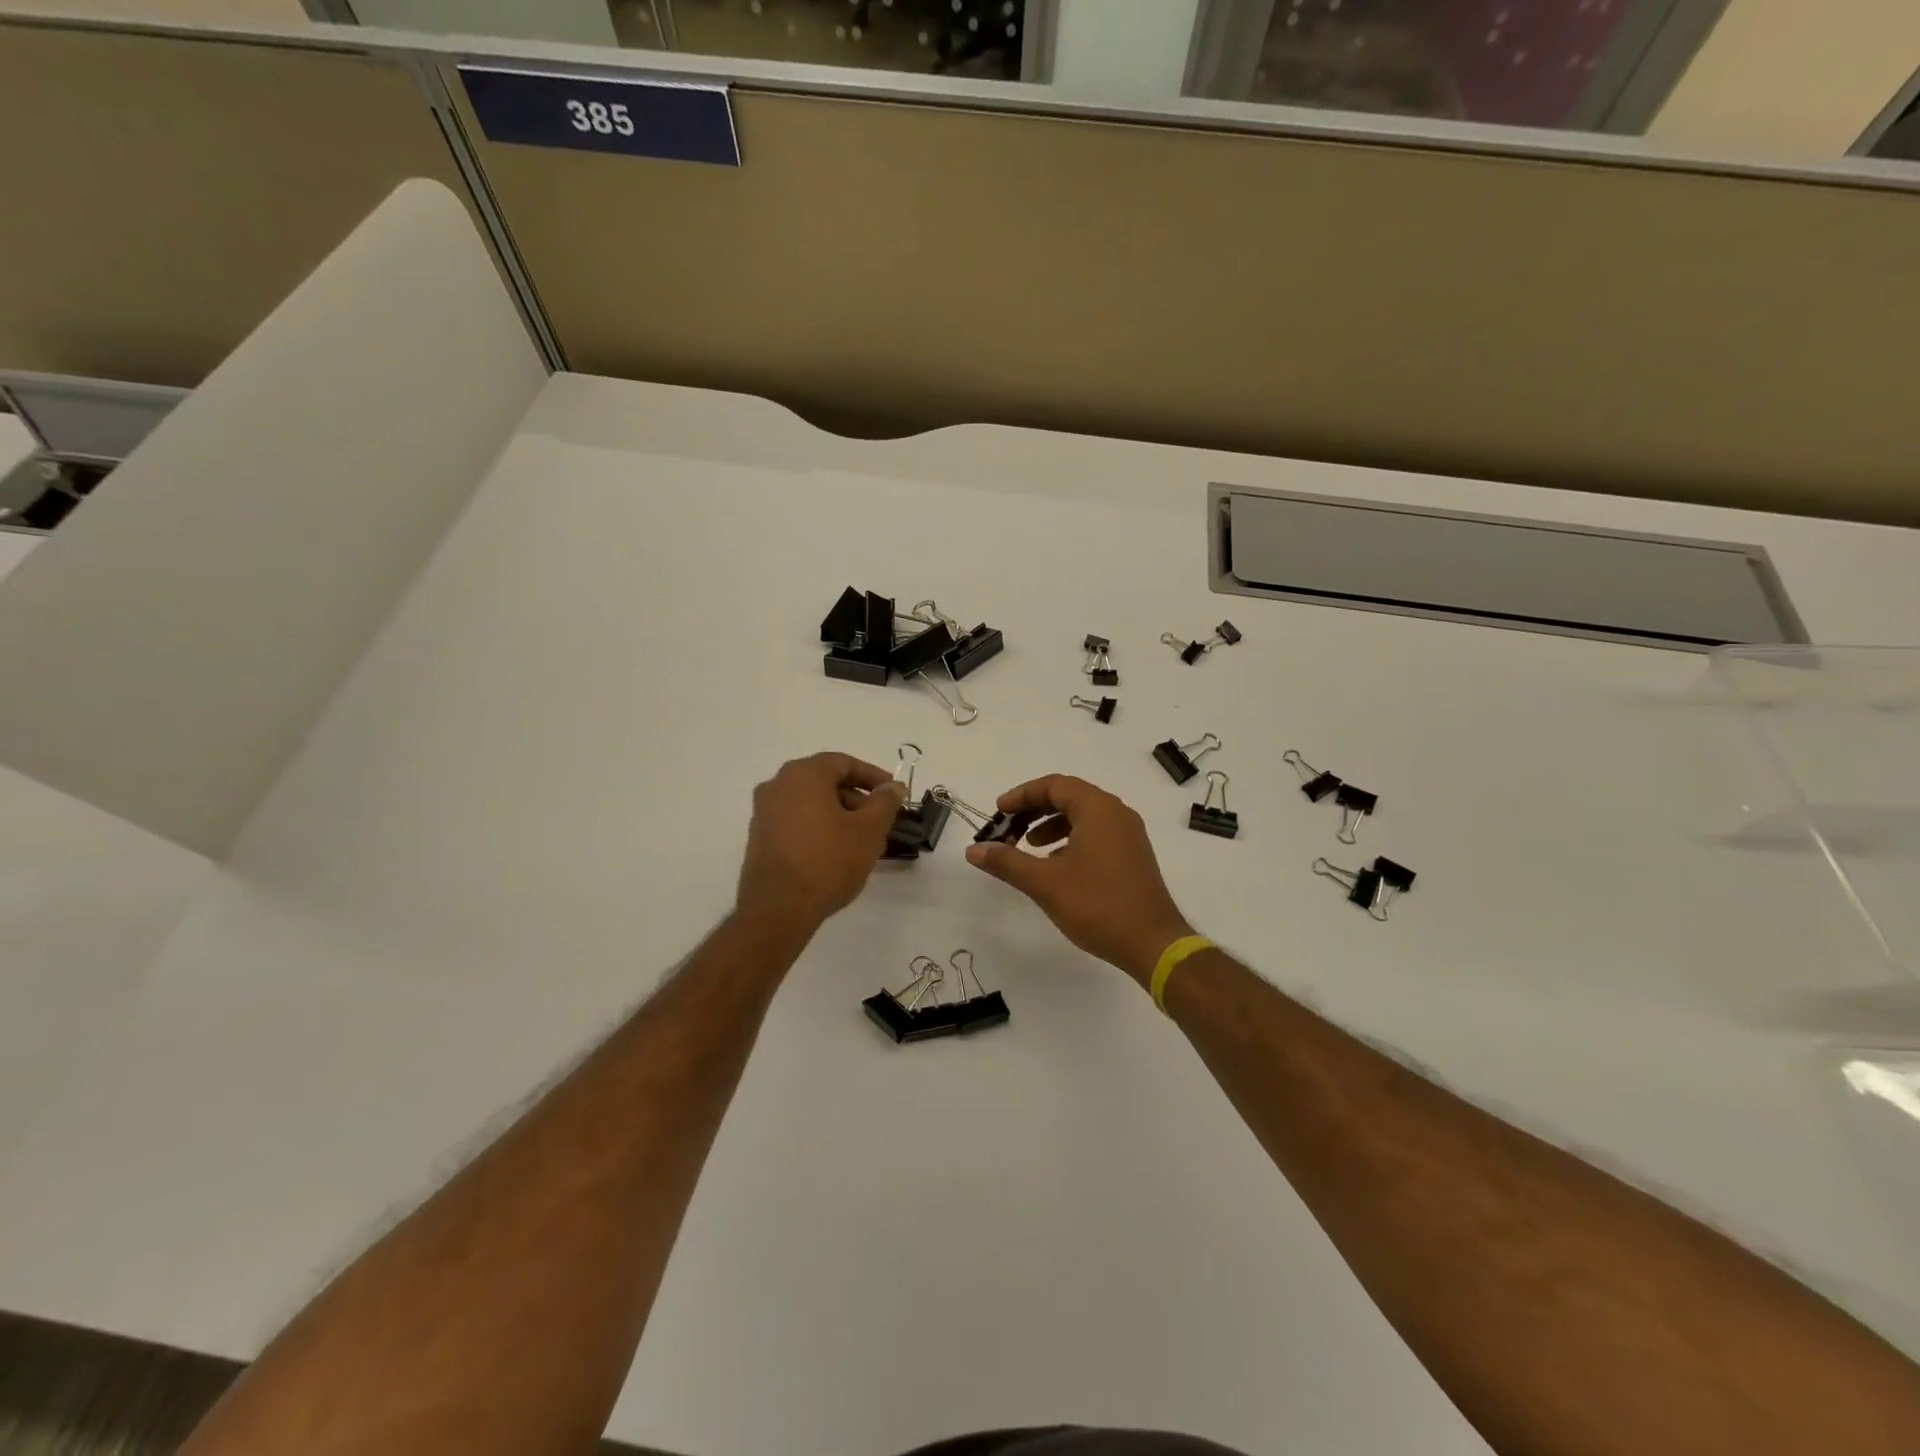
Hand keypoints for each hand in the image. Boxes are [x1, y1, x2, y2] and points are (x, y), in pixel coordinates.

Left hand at [736, 753, 904, 931]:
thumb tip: (893, 786)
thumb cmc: (828, 861)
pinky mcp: (760, 839)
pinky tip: (837, 854)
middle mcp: (778, 785)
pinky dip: (819, 829)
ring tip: (863, 843)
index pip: (844, 763)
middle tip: (881, 822)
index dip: (873, 776)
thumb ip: (885, 802)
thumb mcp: (869, 830)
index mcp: (803, 774)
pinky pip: (797, 822)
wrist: (778, 909)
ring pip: (811, 804)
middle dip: (857, 800)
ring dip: (840, 816)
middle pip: (826, 782)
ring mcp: (764, 812)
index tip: (894, 794)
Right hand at [966, 775, 1194, 987]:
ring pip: (1083, 816)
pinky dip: (1071, 839)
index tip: (998, 812)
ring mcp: (1129, 834)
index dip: (1022, 795)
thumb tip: (974, 850)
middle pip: (1069, 796)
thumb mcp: (1045, 883)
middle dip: (1034, 810)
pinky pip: (1097, 833)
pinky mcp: (1133, 855)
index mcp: (1098, 809)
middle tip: (1008, 828)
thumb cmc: (1097, 905)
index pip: (1054, 785)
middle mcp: (1117, 813)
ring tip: (1028, 847)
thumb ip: (1007, 862)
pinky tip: (1056, 865)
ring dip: (1051, 824)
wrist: (1153, 943)